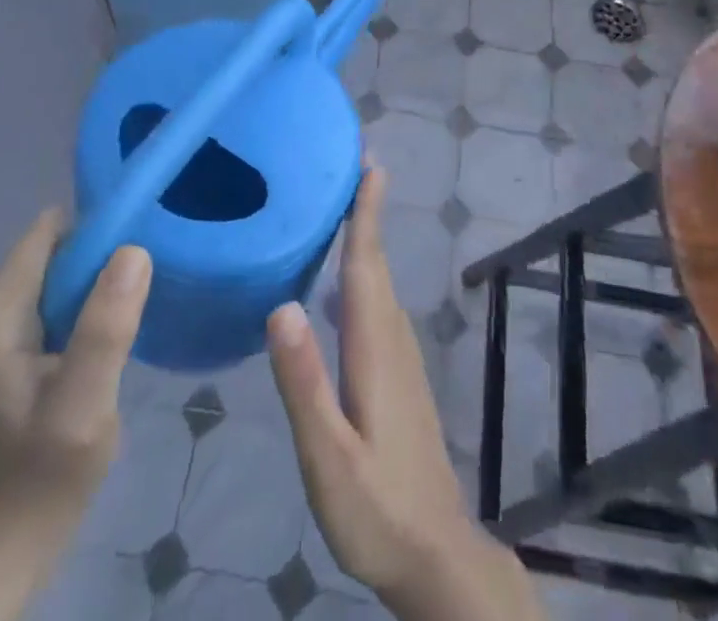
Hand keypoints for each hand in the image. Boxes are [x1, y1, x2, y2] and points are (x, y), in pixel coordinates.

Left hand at [0, 211, 150, 620]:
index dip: (99, 237)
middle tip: (133, 302)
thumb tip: (134, 249)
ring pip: (57, 268)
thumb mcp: (84, 404)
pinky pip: (51, 292)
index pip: (50, 233)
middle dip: (99, 263)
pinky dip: (82, 303)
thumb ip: (105, 328)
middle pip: (54, 248)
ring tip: (121, 319)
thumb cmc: (47, 471)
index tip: (138, 263)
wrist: (9, 538)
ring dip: (94, 285)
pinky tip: (100, 336)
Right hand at [267, 168, 544, 620]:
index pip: (367, 265)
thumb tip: (282, 304)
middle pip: (376, 263)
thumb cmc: (377, 508)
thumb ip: (304, 383)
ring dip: (366, 239)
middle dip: (366, 212)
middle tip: (350, 166)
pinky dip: (365, 273)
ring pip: (380, 283)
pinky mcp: (399, 375)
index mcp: (374, 347)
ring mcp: (401, 358)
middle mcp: (393, 339)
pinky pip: (379, 304)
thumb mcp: (329, 456)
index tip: (369, 163)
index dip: (367, 212)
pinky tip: (345, 281)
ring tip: (345, 206)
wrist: (434, 554)